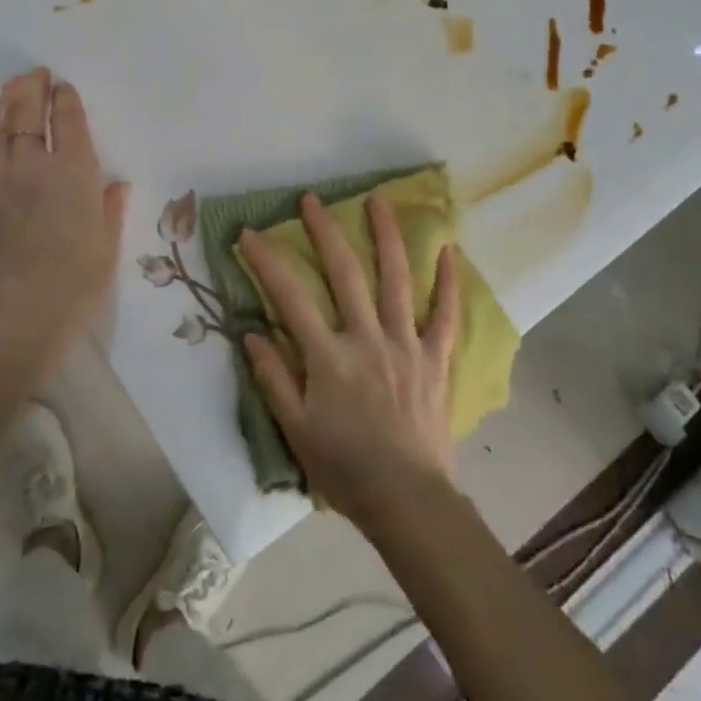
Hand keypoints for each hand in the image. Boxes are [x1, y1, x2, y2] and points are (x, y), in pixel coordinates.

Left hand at [0, 68, 127, 375]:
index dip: (65, 101)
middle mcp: (34, 168)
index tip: (64, 86)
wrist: (16, 317)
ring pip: (1, 131)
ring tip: (13, 88)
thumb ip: (110, 210)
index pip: (67, 123)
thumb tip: (115, 186)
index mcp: (73, 174)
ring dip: (7, 105)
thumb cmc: (75, 284)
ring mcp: (1, 183)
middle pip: (26, 116)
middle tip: (35, 73)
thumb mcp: (107, 247)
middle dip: (31, 90)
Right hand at [238, 192, 461, 529]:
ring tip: (379, 200)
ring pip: (396, 279)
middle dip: (325, 232)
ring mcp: (406, 344)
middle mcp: (367, 339)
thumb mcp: (296, 430)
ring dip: (386, 236)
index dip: (267, 262)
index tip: (250, 234)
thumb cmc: (346, 468)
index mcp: (328, 358)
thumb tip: (251, 332)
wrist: (408, 500)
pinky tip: (450, 250)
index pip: (290, 298)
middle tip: (312, 200)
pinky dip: (448, 282)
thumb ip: (273, 379)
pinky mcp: (435, 358)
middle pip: (345, 274)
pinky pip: (445, 314)